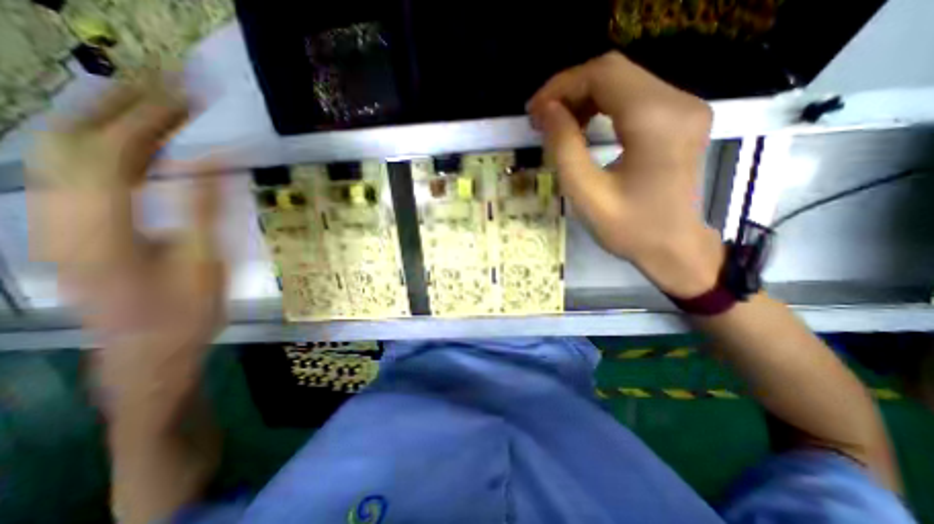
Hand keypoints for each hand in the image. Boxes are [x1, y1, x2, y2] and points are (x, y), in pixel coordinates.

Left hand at [27, 81, 222, 407]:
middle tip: (168, 86)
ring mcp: (55, 224)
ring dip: (107, 120)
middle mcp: (61, 218)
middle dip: (122, 105)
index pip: (117, 152)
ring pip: (62, 152)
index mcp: (102, 229)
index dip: (153, 117)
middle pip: (74, 141)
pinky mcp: (66, 230)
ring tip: (151, 102)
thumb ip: (207, 208)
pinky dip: (102, 146)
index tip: (190, 95)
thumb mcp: (207, 263)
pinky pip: (72, 173)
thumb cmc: (187, 314)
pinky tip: (132, 142)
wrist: (147, 353)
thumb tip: (216, 161)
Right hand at [529, 50, 724, 297]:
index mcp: (655, 121)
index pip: (603, 75)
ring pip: (622, 81)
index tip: (534, 112)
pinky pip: (634, 96)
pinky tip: (582, 124)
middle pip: (613, 72)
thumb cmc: (629, 229)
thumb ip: (563, 147)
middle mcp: (678, 102)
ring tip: (557, 123)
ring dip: (583, 97)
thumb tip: (546, 111)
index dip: (561, 86)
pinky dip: (601, 105)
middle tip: (541, 118)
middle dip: (569, 90)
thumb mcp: (586, 193)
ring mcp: (684, 107)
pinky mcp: (680, 117)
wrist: (674, 247)